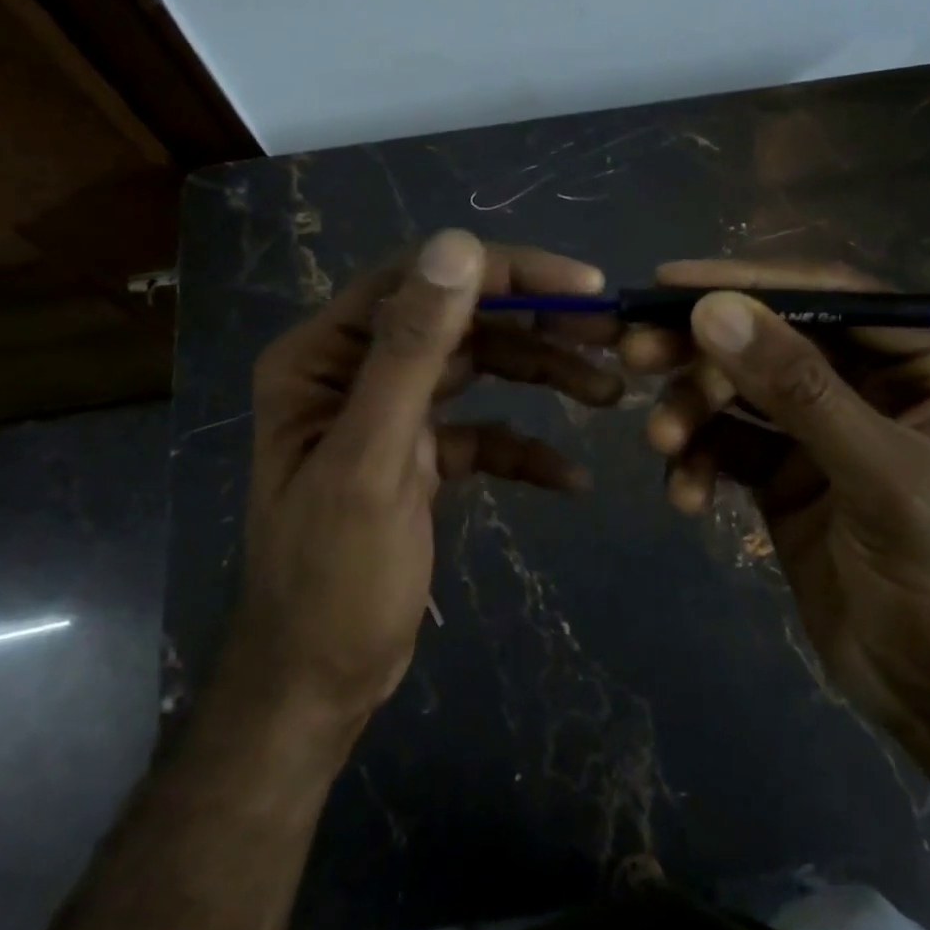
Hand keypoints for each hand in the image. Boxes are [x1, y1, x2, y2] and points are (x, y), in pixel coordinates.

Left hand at [236, 230, 620, 727]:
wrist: (317, 686)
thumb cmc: (333, 579)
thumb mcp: (372, 460)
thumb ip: (411, 350)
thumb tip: (458, 243)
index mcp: (323, 356)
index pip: (421, 280)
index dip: (503, 273)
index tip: (582, 286)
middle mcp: (353, 370)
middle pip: (457, 320)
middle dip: (536, 324)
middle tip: (611, 334)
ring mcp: (388, 413)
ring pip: (476, 369)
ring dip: (542, 375)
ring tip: (609, 393)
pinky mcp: (418, 456)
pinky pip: (480, 432)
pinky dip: (522, 448)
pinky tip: (569, 477)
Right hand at [624, 260, 929, 739]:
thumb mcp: (882, 476)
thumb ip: (798, 390)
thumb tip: (714, 311)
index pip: (835, 299)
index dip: (753, 283)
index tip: (672, 283)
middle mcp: (874, 386)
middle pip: (774, 341)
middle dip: (706, 352)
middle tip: (637, 353)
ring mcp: (824, 431)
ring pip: (740, 392)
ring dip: (694, 411)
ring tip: (663, 442)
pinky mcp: (786, 474)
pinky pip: (728, 446)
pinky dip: (700, 462)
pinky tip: (688, 497)